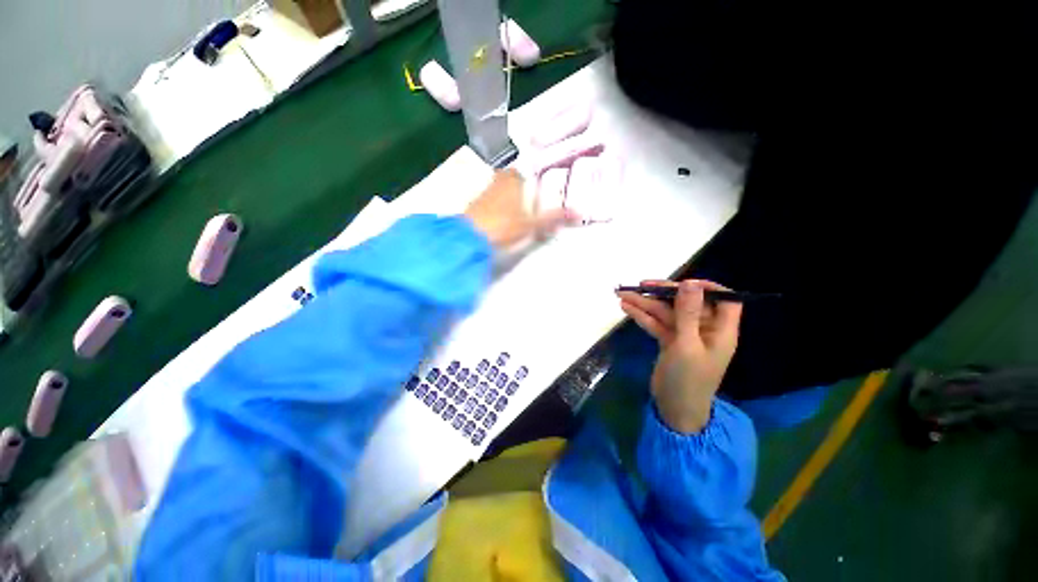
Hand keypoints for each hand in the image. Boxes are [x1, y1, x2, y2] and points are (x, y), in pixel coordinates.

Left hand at [465, 169, 576, 249]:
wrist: (470, 238)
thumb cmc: (504, 226)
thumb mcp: (532, 224)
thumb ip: (553, 219)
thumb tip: (579, 213)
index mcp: (513, 180)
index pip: (523, 171)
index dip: (530, 178)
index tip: (537, 186)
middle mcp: (497, 182)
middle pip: (510, 179)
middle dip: (518, 186)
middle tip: (529, 198)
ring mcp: (483, 193)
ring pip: (498, 189)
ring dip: (507, 196)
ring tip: (517, 210)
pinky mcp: (474, 206)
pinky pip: (489, 201)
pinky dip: (496, 206)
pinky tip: (500, 218)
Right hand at [617, 280, 742, 433]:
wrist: (675, 409)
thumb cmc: (689, 379)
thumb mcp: (687, 344)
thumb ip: (687, 313)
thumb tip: (690, 283)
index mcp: (720, 329)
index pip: (724, 299)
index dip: (707, 287)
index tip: (683, 283)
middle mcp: (704, 329)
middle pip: (685, 303)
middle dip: (661, 293)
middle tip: (639, 284)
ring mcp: (684, 335)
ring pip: (666, 313)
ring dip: (645, 304)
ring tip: (621, 294)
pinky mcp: (669, 342)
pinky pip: (656, 324)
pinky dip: (642, 317)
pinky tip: (626, 308)